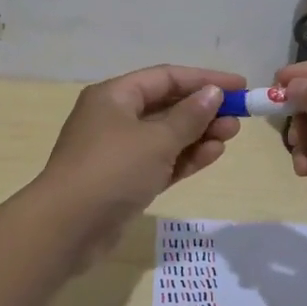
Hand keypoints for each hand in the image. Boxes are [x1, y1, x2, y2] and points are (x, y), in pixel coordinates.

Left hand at [38, 64, 245, 241]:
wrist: (67, 228)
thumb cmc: (112, 170)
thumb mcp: (156, 139)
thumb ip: (189, 117)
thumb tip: (212, 94)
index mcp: (115, 96)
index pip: (166, 77)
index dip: (204, 79)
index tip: (239, 85)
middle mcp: (115, 118)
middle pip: (167, 105)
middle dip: (203, 109)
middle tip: (239, 116)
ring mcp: (119, 151)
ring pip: (166, 135)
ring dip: (199, 134)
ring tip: (232, 134)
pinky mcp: (125, 181)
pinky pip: (162, 161)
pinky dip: (186, 157)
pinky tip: (214, 154)